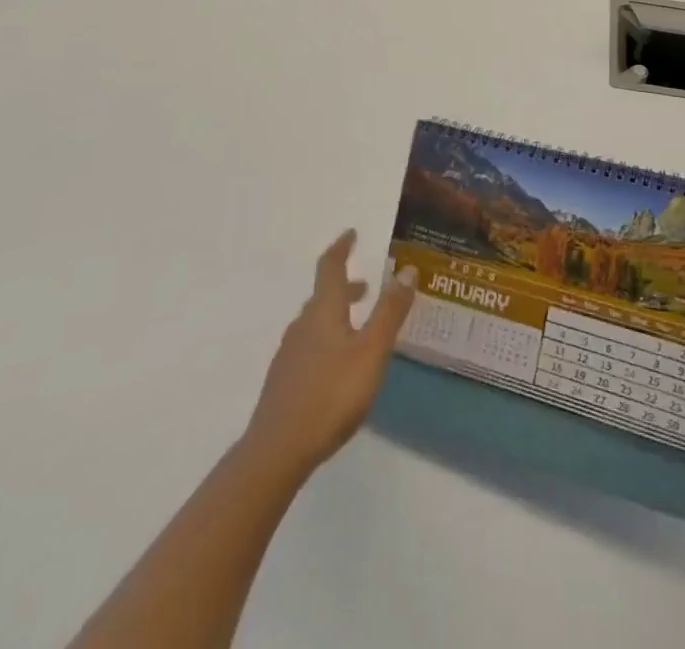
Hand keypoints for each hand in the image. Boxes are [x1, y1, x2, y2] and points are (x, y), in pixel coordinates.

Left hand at [242, 229, 417, 480]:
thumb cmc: (331, 394)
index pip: (330, 268)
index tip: (351, 234)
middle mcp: (303, 325)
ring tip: (357, 327)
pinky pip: (309, 346)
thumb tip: (407, 270)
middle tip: (366, 287)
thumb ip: (390, 312)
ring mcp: (290, 354)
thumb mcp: (371, 351)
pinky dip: (327, 340)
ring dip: (336, 315)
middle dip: (345, 287)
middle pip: (323, 296)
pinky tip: (337, 365)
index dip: (341, 248)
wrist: (277, 450)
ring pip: (315, 323)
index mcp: (323, 311)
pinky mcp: (284, 382)